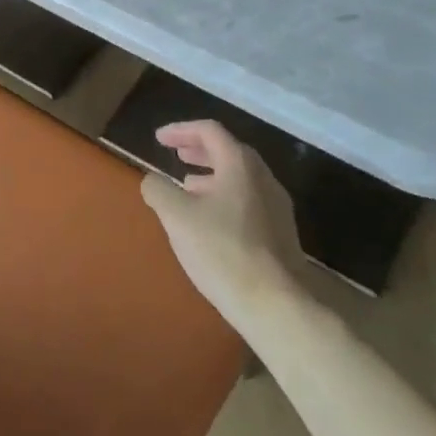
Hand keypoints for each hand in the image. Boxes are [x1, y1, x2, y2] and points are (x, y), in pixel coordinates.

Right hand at [141, 121, 302, 319]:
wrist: (276, 306)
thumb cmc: (222, 251)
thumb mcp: (176, 216)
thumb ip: (158, 190)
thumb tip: (152, 181)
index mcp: (240, 165)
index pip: (209, 131)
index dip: (181, 130)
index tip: (159, 139)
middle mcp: (264, 178)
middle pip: (229, 151)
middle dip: (199, 150)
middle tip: (177, 155)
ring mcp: (278, 207)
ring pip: (240, 178)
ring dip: (212, 175)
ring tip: (188, 187)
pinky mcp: (282, 235)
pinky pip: (249, 201)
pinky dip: (225, 197)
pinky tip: (211, 221)